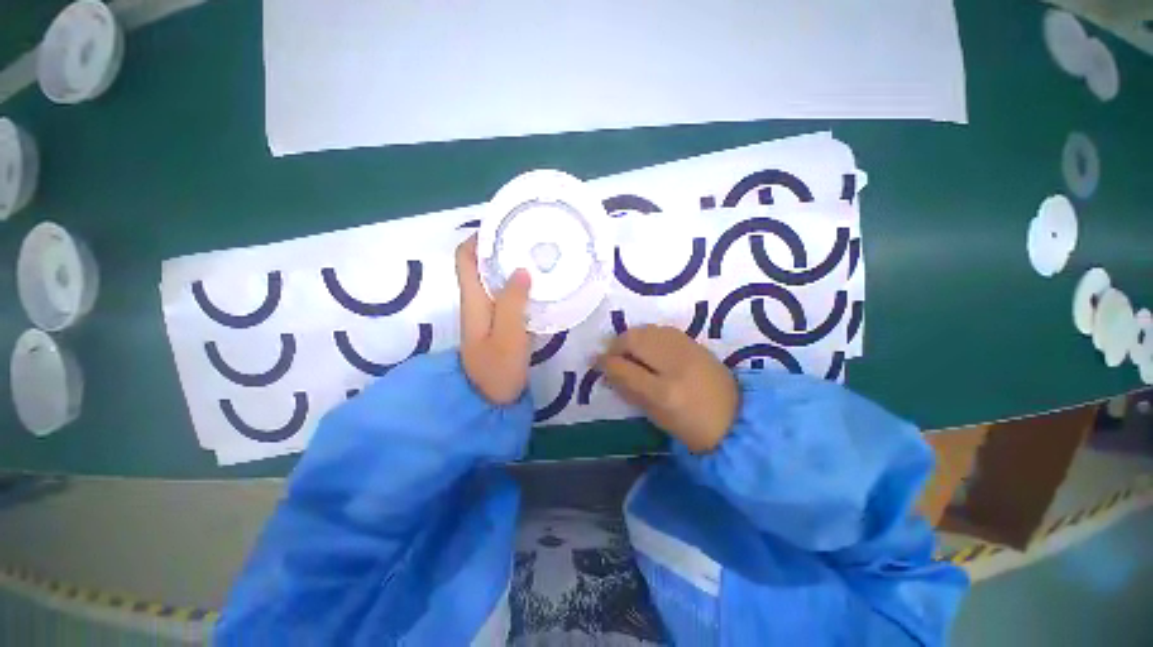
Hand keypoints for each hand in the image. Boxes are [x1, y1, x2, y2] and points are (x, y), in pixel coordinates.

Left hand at [456, 236, 532, 404]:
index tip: (505, 227)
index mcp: (473, 300)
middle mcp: (479, 301)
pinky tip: (543, 286)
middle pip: (484, 264)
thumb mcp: (507, 336)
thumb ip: (512, 303)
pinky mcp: (503, 323)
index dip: (479, 238)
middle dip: (503, 248)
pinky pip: (511, 295)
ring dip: (515, 266)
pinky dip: (524, 286)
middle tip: (533, 240)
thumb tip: (521, 269)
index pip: (465, 257)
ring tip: (542, 258)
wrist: (491, 400)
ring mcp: (491, 313)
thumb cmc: (497, 369)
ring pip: (499, 279)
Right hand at [597, 325, 737, 453]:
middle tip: (612, 358)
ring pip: (647, 330)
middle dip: (616, 345)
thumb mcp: (656, 413)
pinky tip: (648, 348)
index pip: (625, 367)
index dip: (606, 362)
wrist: (737, 417)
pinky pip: (661, 330)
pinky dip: (647, 336)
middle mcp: (675, 363)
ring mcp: (687, 348)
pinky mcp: (693, 342)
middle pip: (634, 339)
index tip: (596, 363)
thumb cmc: (691, 425)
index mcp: (665, 390)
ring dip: (631, 339)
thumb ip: (629, 388)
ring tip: (628, 353)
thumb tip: (605, 368)